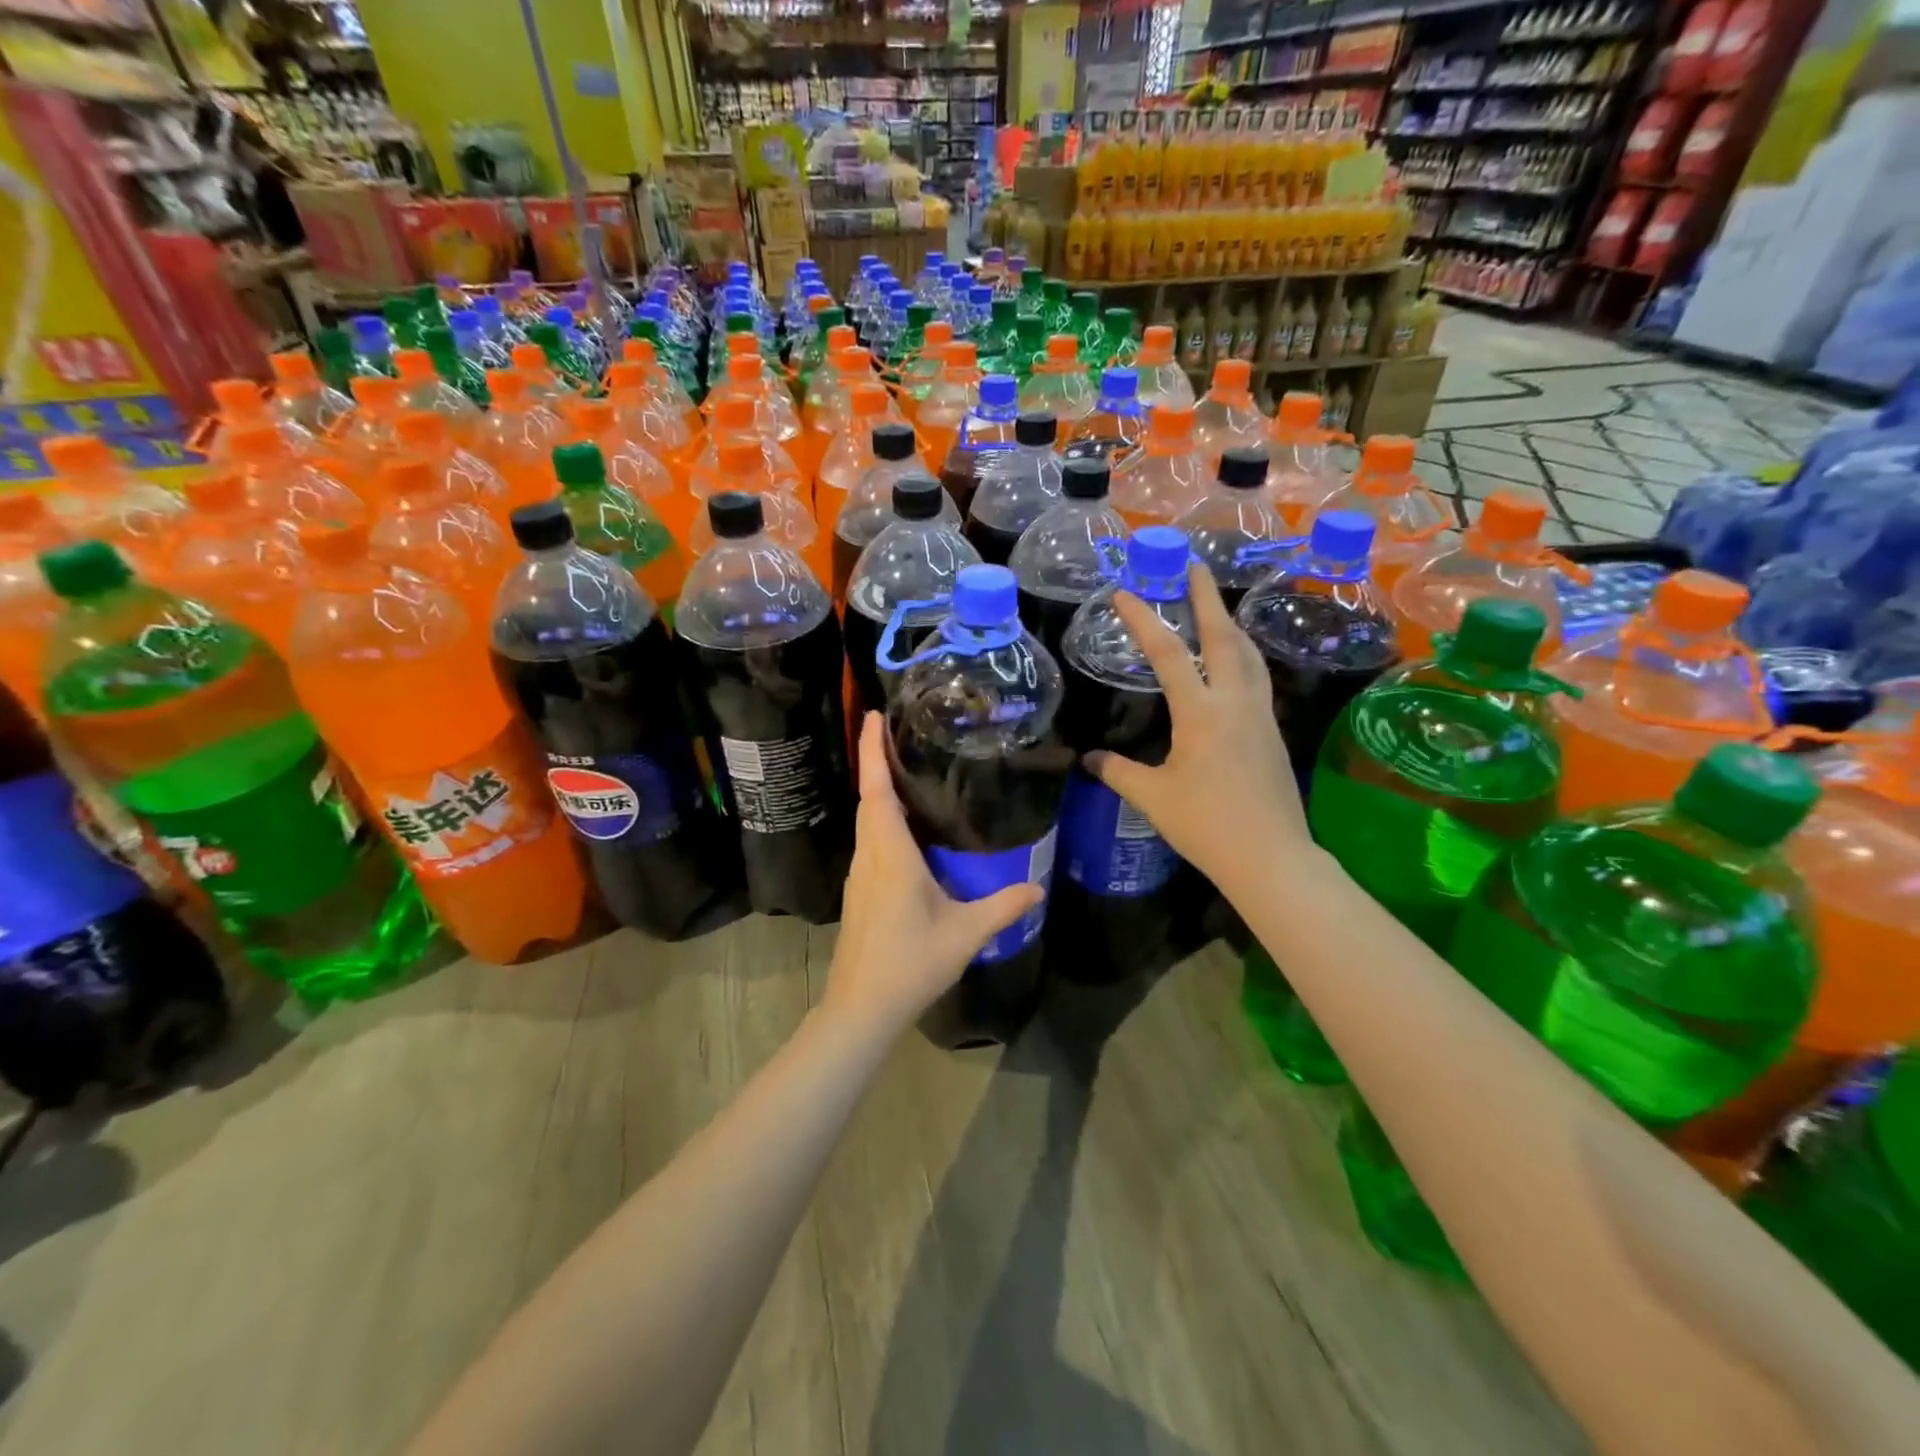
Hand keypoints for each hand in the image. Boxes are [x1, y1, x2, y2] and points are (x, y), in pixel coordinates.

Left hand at [824, 712, 1043, 1034]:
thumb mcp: (965, 933)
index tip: (873, 715)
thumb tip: (1038, 888)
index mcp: (890, 854)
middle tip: (894, 729)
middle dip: (875, 759)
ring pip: (867, 820)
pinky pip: (870, 840)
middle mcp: (869, 855)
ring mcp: (860, 874)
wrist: (861, 1007)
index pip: (877, 790)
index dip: (872, 750)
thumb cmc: (910, 963)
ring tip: (904, 768)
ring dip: (879, 789)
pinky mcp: (859, 891)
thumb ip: (1002, 907)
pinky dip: (881, 818)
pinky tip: (905, 827)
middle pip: (869, 797)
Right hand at [1085, 563, 1312, 897]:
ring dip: (1231, 624)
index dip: (1143, 620)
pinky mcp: (1272, 732)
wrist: (1271, 856)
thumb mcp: (1152, 798)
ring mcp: (1260, 715)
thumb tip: (1088, 758)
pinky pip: (1257, 678)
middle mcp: (1234, 702)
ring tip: (1217, 606)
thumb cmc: (1206, 825)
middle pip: (1223, 637)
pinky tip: (1236, 663)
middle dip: (1207, 598)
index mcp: (1200, 713)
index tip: (1125, 593)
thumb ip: (1118, 772)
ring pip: (1248, 654)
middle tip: (1196, 566)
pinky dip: (1243, 655)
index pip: (1168, 653)